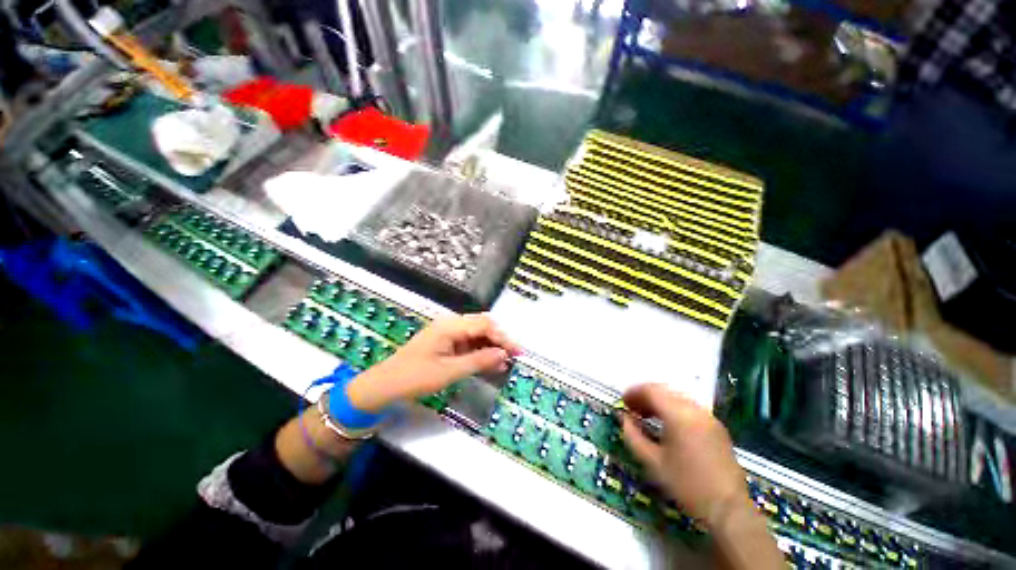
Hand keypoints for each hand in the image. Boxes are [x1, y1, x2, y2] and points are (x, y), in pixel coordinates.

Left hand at [346, 314, 519, 410]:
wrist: (385, 385)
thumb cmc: (415, 377)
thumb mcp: (449, 371)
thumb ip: (478, 361)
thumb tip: (504, 355)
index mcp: (450, 326)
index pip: (484, 325)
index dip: (503, 337)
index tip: (517, 352)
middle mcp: (450, 324)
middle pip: (482, 325)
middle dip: (499, 339)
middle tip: (513, 356)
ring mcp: (447, 333)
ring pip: (476, 334)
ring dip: (491, 345)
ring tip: (504, 361)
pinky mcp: (445, 342)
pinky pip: (468, 343)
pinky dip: (480, 351)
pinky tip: (489, 362)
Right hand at [621, 383, 751, 528]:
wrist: (729, 510)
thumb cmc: (687, 485)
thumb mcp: (652, 462)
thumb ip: (633, 436)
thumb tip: (623, 417)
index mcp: (679, 415)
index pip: (651, 391)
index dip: (634, 393)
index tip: (623, 403)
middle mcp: (695, 409)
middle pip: (665, 390)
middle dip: (645, 396)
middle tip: (632, 409)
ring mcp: (709, 417)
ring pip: (677, 397)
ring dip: (659, 401)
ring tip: (647, 416)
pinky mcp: (717, 427)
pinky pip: (689, 407)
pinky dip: (674, 409)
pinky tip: (668, 425)